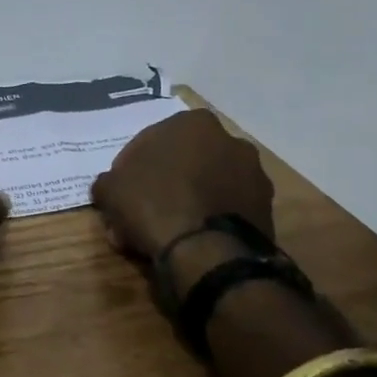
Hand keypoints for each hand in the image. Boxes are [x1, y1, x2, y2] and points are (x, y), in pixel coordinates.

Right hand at [91, 110, 274, 262]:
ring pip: (207, 186)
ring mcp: (254, 176)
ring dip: (188, 202)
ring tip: (167, 233)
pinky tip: (189, 242)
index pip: (153, 140)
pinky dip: (209, 220)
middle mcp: (230, 141)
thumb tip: (110, 188)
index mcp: (193, 123)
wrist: (207, 253)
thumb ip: (109, 181)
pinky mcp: (267, 210)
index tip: (124, 190)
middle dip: (165, 183)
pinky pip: (226, 210)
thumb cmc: (154, 204)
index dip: (134, 167)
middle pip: (185, 161)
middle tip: (143, 211)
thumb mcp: (111, 189)